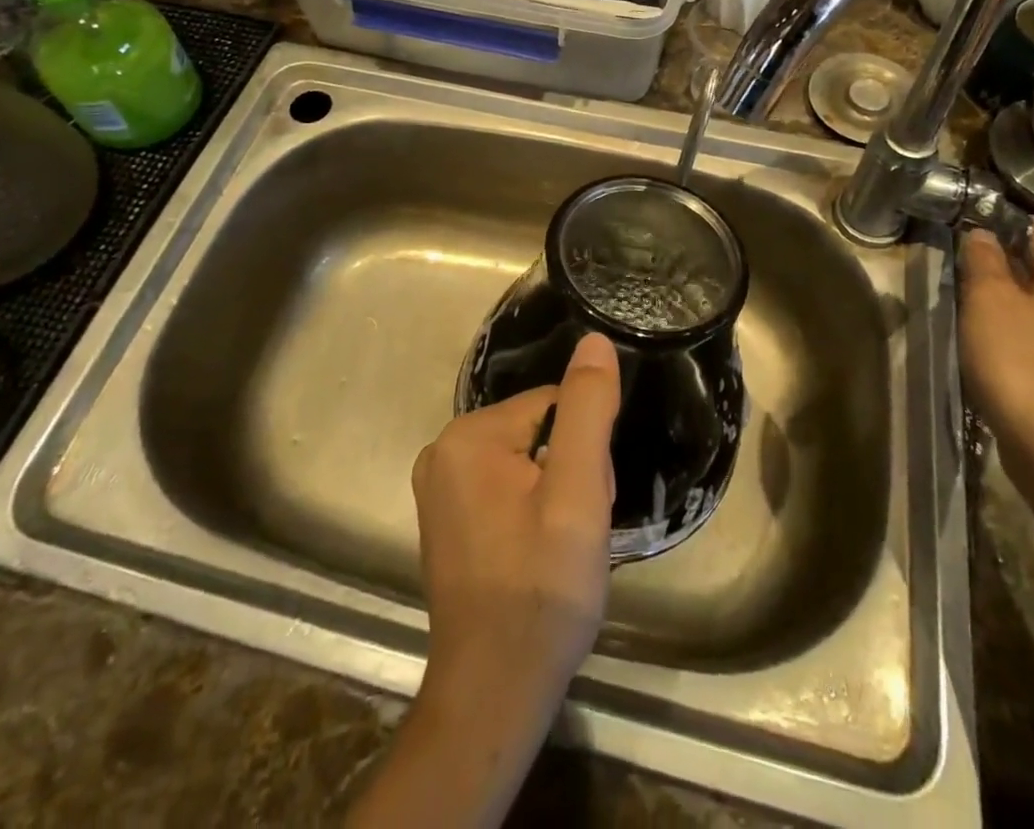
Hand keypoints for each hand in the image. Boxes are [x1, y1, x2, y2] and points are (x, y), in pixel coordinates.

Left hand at [411, 331, 620, 727]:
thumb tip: (594, 341)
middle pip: (539, 432)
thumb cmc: (542, 590)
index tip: (586, 501)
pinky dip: (533, 512)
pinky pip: (507, 489)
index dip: (583, 451)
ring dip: (556, 494)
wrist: (496, 692)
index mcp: (467, 435)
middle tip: (575, 531)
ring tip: (560, 548)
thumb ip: (587, 410)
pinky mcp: (448, 520)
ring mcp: (440, 489)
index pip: (553, 406)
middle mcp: (442, 451)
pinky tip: (538, 555)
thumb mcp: (577, 493)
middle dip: (569, 472)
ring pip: (527, 461)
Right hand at [959, 223, 1033, 491]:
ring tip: (976, 320)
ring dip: (1015, 309)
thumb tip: (981, 233)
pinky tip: (1002, 357)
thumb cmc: (1022, 367)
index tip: (962, 233)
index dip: (997, 228)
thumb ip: (984, 261)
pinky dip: (1027, 341)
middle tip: (962, 280)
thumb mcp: (989, 303)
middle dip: (1005, 272)